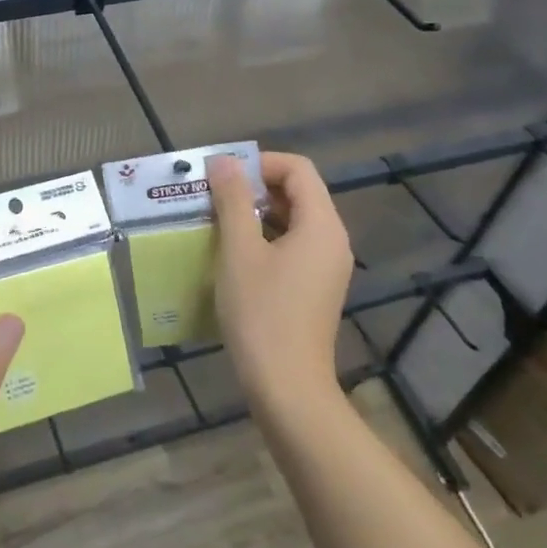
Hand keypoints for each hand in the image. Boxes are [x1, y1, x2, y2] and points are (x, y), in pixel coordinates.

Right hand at [208, 151, 353, 417]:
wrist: (287, 387)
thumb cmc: (261, 313)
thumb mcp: (239, 251)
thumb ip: (233, 200)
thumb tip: (224, 161)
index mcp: (322, 224)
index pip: (297, 169)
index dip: (260, 163)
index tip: (222, 176)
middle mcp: (332, 240)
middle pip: (298, 192)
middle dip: (255, 187)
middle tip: (214, 196)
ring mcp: (327, 267)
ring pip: (294, 220)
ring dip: (257, 214)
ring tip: (217, 222)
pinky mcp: (316, 288)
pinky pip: (293, 246)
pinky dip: (265, 238)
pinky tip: (233, 255)